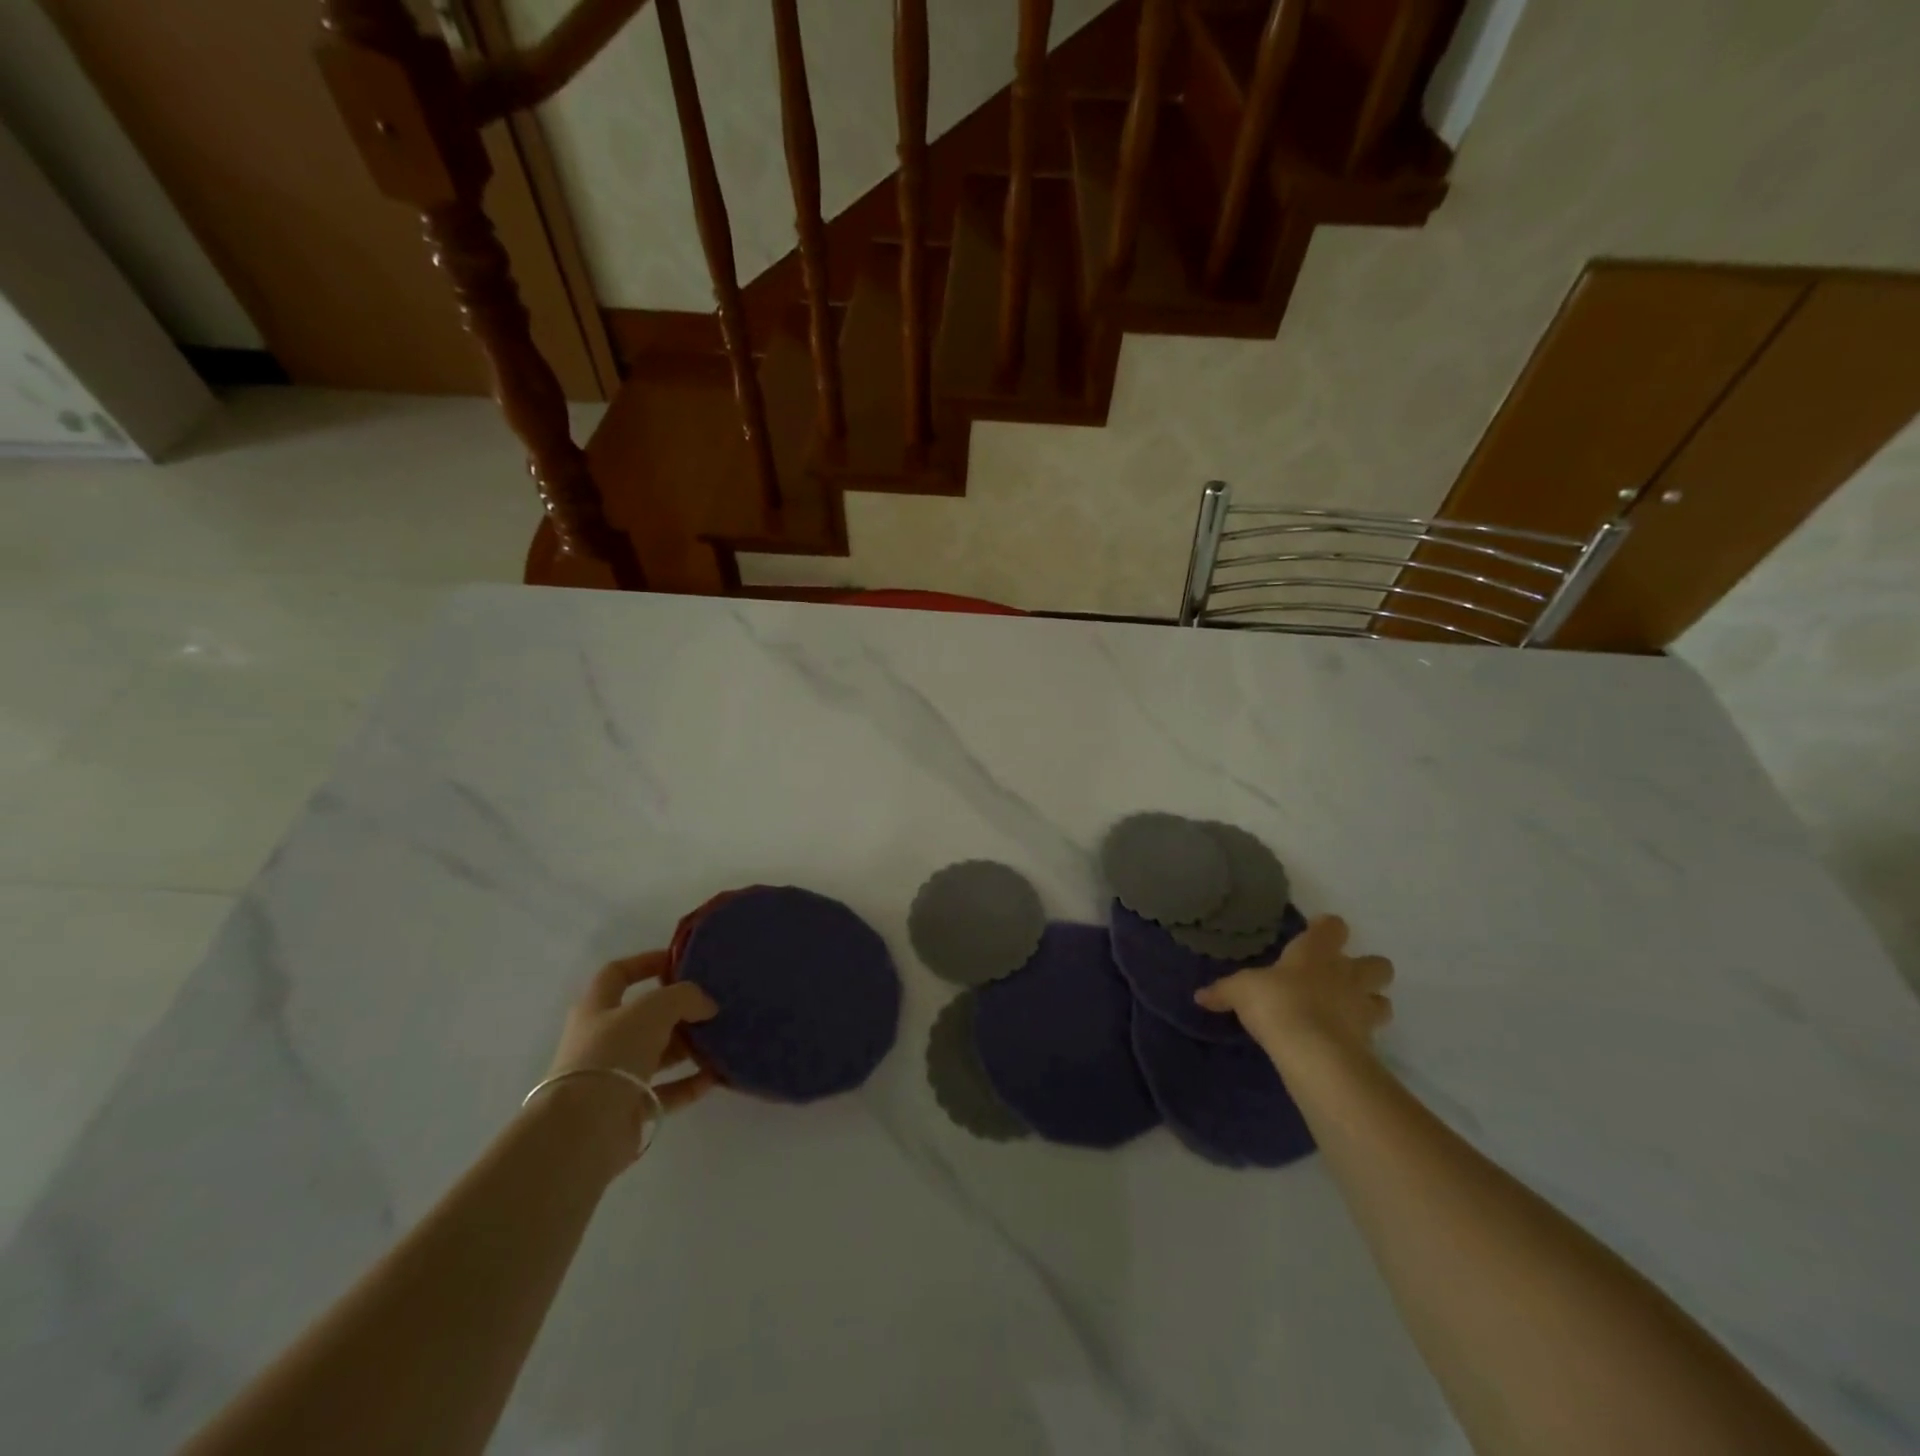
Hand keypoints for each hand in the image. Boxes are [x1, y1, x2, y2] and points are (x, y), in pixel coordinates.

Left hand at [548, 950, 719, 1114]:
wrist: (585, 1128)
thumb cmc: (613, 1053)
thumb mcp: (653, 1009)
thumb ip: (684, 997)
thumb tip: (707, 1005)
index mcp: (597, 1008)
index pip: (618, 973)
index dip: (646, 962)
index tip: (680, 963)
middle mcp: (602, 1040)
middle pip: (644, 1017)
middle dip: (678, 1011)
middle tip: (711, 1007)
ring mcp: (614, 1076)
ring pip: (657, 1054)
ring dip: (688, 1047)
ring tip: (720, 1040)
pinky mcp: (628, 1109)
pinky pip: (665, 1091)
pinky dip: (689, 1083)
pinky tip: (714, 1076)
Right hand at [1194, 915, 1392, 1065]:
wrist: (1313, 1051)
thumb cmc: (1277, 1002)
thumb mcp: (1240, 991)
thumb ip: (1223, 991)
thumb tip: (1200, 996)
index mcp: (1317, 952)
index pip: (1334, 927)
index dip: (1326, 929)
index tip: (1315, 934)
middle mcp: (1347, 974)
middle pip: (1378, 964)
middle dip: (1366, 969)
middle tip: (1341, 979)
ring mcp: (1363, 1008)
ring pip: (1383, 1000)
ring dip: (1370, 1003)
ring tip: (1347, 1012)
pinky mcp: (1370, 1042)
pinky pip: (1373, 1034)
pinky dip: (1360, 1036)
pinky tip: (1341, 1042)